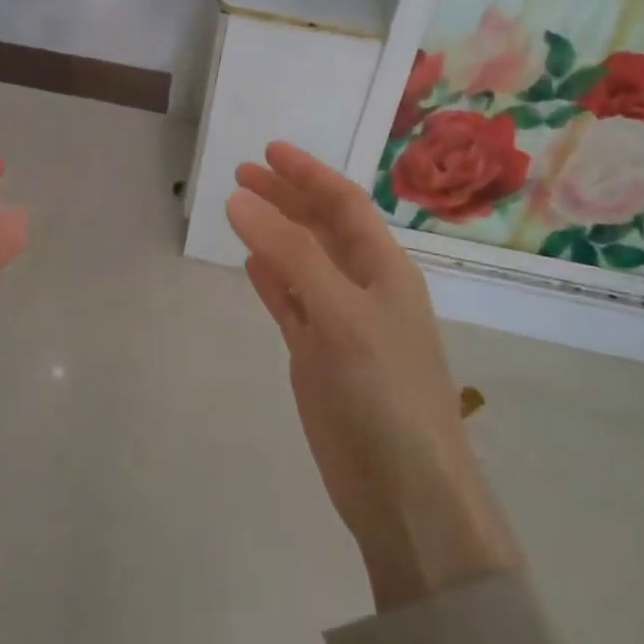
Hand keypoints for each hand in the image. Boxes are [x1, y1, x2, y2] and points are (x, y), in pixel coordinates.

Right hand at [228, 142, 519, 611]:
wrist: (404, 492)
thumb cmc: (384, 393)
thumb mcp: (341, 314)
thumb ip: (291, 255)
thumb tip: (239, 199)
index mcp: (385, 270)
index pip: (344, 205)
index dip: (308, 174)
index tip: (267, 150)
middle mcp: (364, 289)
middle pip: (321, 229)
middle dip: (286, 198)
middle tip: (240, 174)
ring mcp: (340, 324)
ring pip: (303, 263)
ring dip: (275, 234)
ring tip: (239, 208)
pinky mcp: (318, 357)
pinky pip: (291, 304)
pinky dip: (271, 280)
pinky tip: (251, 265)